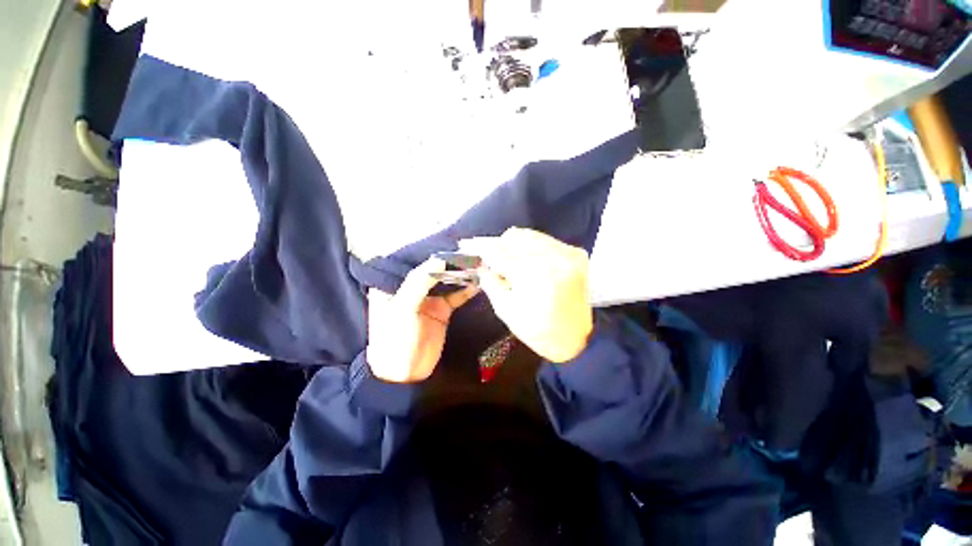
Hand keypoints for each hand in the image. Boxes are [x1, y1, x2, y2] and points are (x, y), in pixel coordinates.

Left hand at [367, 259, 477, 382]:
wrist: (405, 374)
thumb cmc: (395, 339)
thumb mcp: (403, 309)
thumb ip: (419, 282)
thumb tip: (440, 258)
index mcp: (394, 284)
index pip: (412, 261)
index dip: (429, 250)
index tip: (448, 239)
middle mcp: (412, 288)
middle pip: (433, 269)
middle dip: (450, 260)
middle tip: (469, 249)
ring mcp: (429, 299)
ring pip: (447, 281)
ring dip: (460, 273)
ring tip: (477, 262)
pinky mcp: (442, 310)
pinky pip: (456, 296)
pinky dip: (466, 289)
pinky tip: (478, 282)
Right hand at [460, 228, 592, 362]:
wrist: (578, 339)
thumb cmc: (539, 331)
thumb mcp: (506, 310)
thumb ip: (490, 281)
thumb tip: (480, 262)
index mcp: (536, 276)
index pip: (500, 251)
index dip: (481, 246)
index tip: (466, 244)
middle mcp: (554, 257)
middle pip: (515, 237)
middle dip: (497, 245)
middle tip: (489, 259)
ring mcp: (568, 252)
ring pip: (530, 235)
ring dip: (513, 245)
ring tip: (508, 261)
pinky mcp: (576, 253)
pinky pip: (545, 240)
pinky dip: (530, 247)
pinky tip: (526, 261)